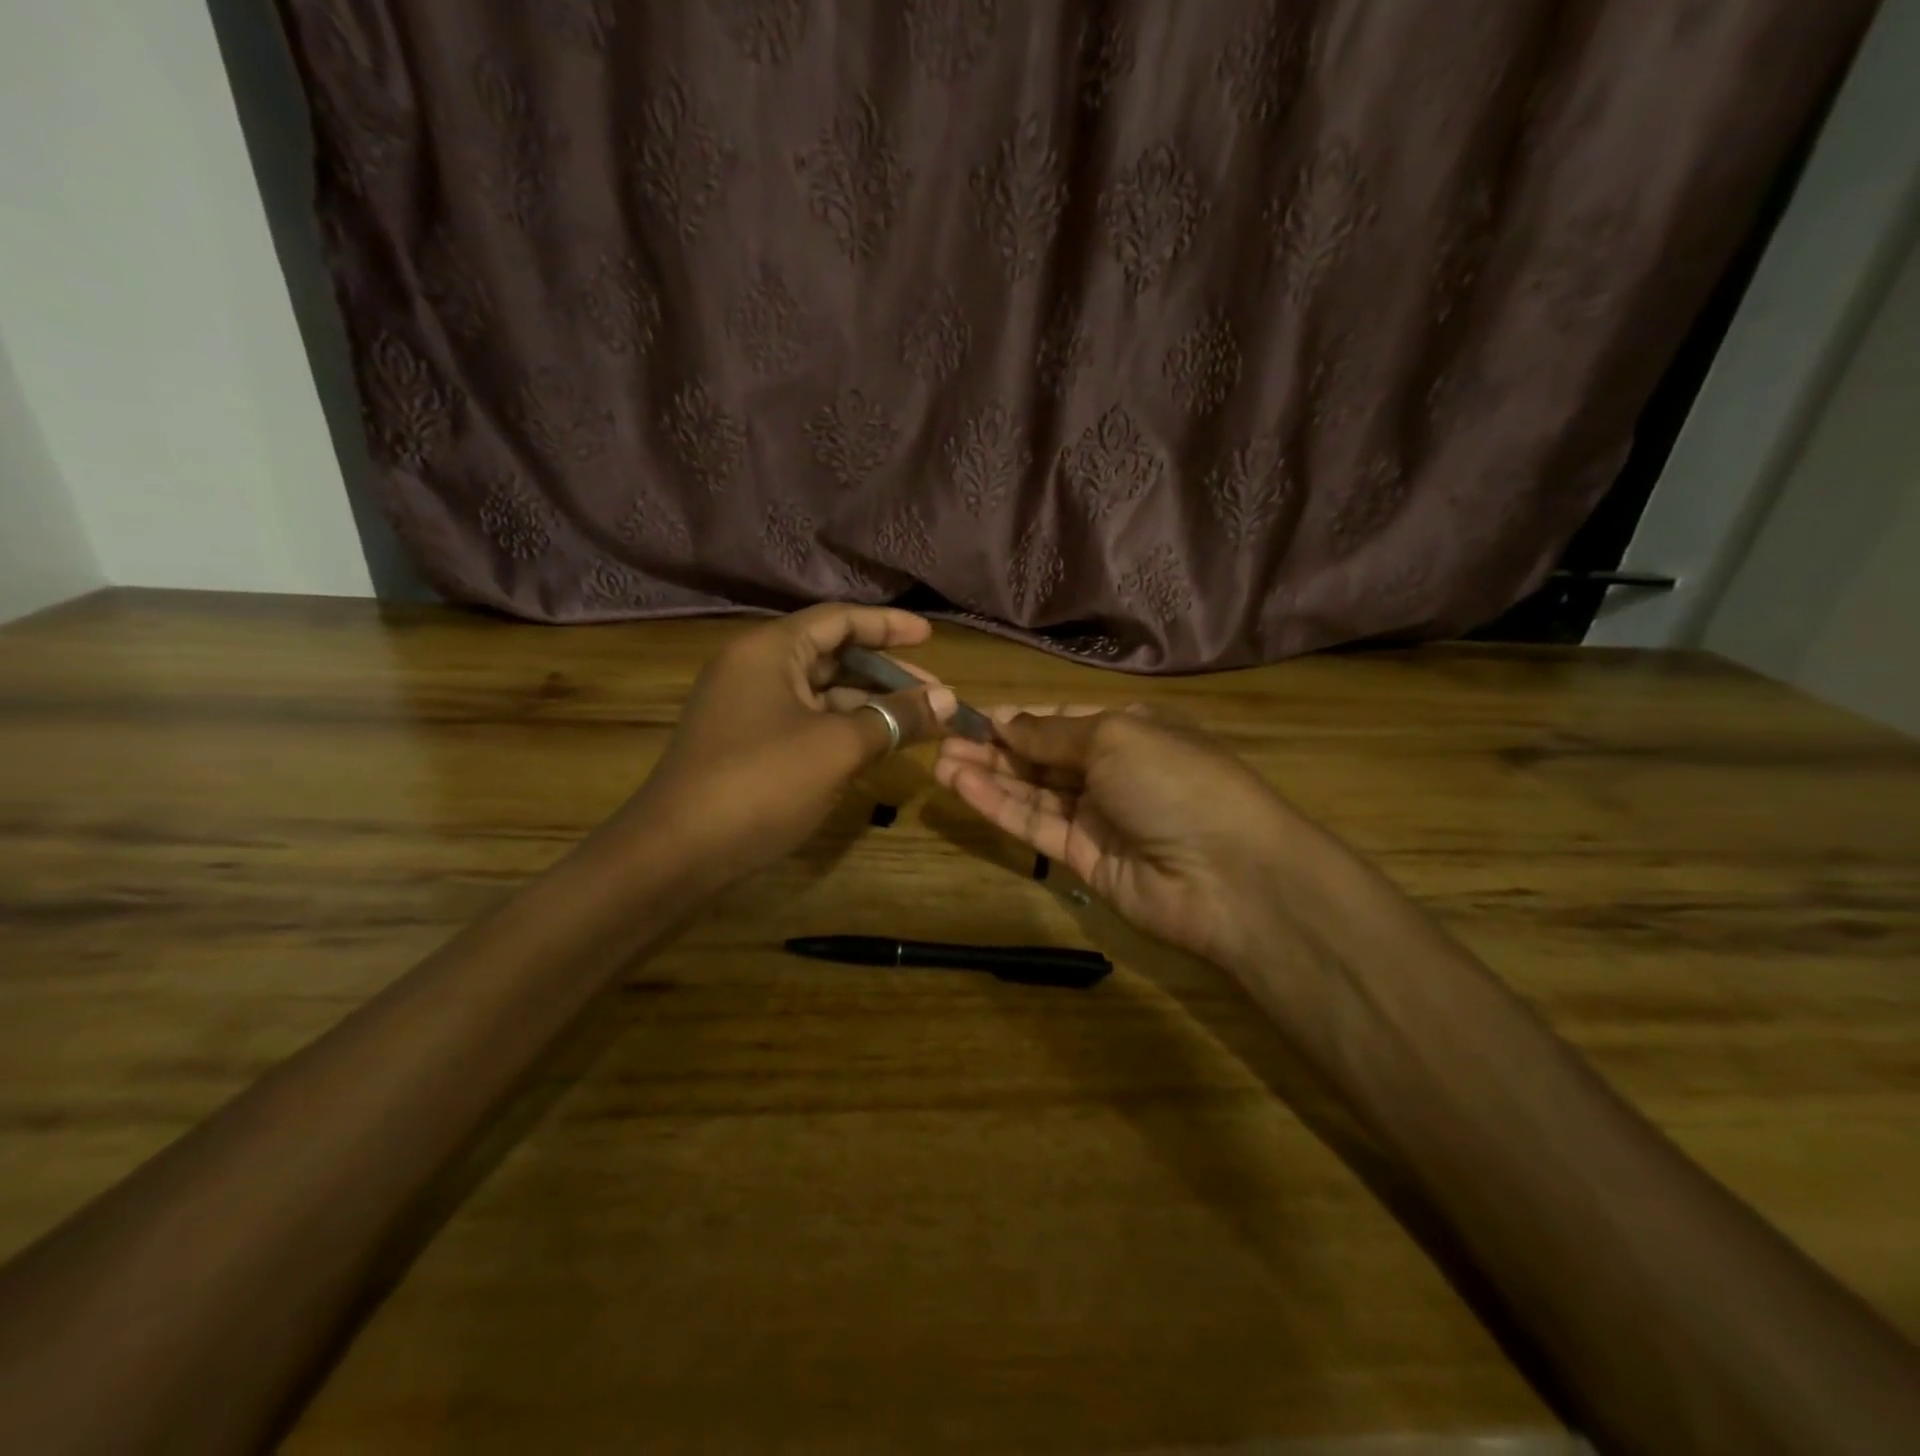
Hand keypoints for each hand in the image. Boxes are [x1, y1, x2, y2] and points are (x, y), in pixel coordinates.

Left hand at [633, 605, 955, 888]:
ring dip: (869, 706)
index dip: (889, 626)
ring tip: (917, 725)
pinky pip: (806, 723)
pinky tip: (876, 748)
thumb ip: (895, 718)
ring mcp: (748, 709)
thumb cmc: (761, 783)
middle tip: (935, 696)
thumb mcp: (838, 747)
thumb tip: (948, 700)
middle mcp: (755, 669)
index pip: (839, 620)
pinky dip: (843, 730)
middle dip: (886, 675)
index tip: (930, 637)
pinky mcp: (747, 745)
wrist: (677, 853)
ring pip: (821, 694)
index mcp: (770, 650)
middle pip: (832, 656)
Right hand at [935, 707, 1325, 969]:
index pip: (1064, 718)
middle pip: (1043, 756)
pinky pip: (1034, 826)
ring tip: (939, 760)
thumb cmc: (1175, 781)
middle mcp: (1113, 771)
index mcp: (1131, 730)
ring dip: (988, 775)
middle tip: (941, 739)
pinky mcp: (1083, 859)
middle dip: (995, 746)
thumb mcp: (1113, 737)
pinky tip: (961, 786)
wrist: (1228, 876)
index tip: (973, 715)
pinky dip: (998, 806)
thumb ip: (1051, 733)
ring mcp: (1098, 817)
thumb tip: (1007, 720)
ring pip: (1033, 791)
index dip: (1020, 718)